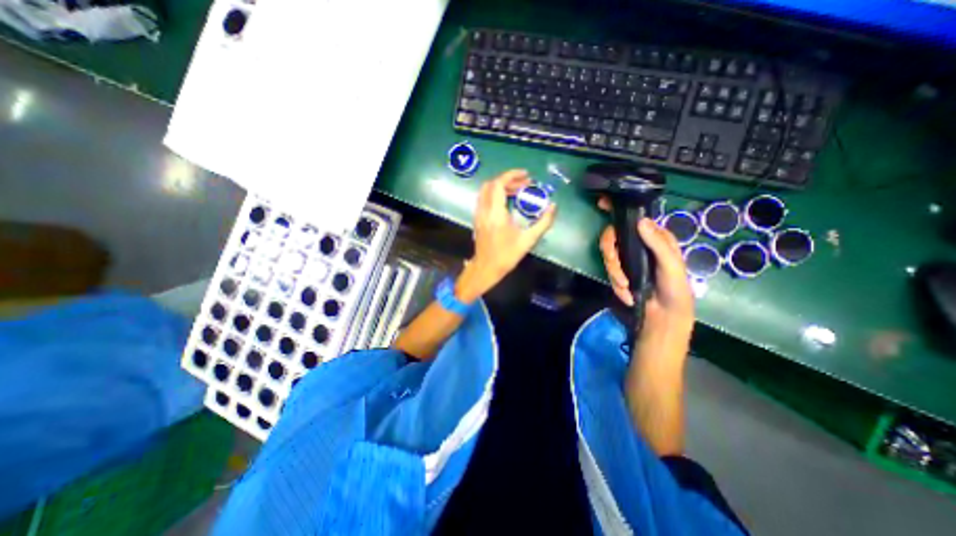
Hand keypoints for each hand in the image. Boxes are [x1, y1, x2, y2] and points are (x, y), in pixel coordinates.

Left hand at [457, 168, 562, 300]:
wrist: (486, 268)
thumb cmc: (507, 255)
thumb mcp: (528, 240)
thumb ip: (543, 222)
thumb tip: (553, 207)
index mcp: (496, 213)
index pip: (498, 185)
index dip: (511, 175)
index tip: (526, 175)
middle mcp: (484, 210)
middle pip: (491, 185)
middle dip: (508, 180)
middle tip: (525, 184)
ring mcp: (478, 214)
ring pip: (486, 191)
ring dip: (501, 187)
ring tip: (518, 191)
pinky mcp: (477, 219)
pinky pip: (484, 199)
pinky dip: (495, 194)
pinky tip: (507, 202)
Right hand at [600, 196, 691, 330]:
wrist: (664, 317)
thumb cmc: (675, 290)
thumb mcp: (671, 266)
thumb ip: (657, 244)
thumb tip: (640, 221)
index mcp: (655, 237)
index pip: (635, 217)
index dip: (617, 208)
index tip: (601, 203)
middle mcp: (639, 244)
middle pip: (612, 236)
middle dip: (610, 254)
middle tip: (614, 267)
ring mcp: (627, 258)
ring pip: (608, 255)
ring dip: (614, 273)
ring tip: (625, 288)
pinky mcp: (620, 272)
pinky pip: (609, 272)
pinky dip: (616, 284)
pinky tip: (626, 295)